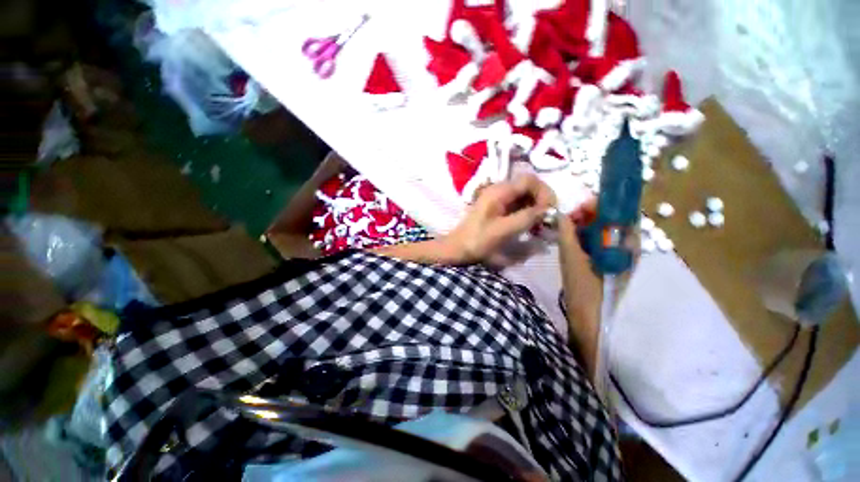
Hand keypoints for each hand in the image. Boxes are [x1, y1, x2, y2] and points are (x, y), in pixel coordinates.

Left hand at [444, 175, 554, 263]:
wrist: (457, 249)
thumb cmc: (477, 240)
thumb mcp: (503, 230)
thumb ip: (526, 218)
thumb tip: (547, 210)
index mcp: (499, 191)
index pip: (529, 180)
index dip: (543, 192)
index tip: (549, 211)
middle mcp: (499, 191)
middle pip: (528, 187)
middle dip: (541, 201)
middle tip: (547, 220)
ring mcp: (498, 200)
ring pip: (525, 197)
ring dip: (536, 209)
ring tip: (541, 226)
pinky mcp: (498, 210)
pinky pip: (518, 207)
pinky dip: (528, 214)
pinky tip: (531, 227)